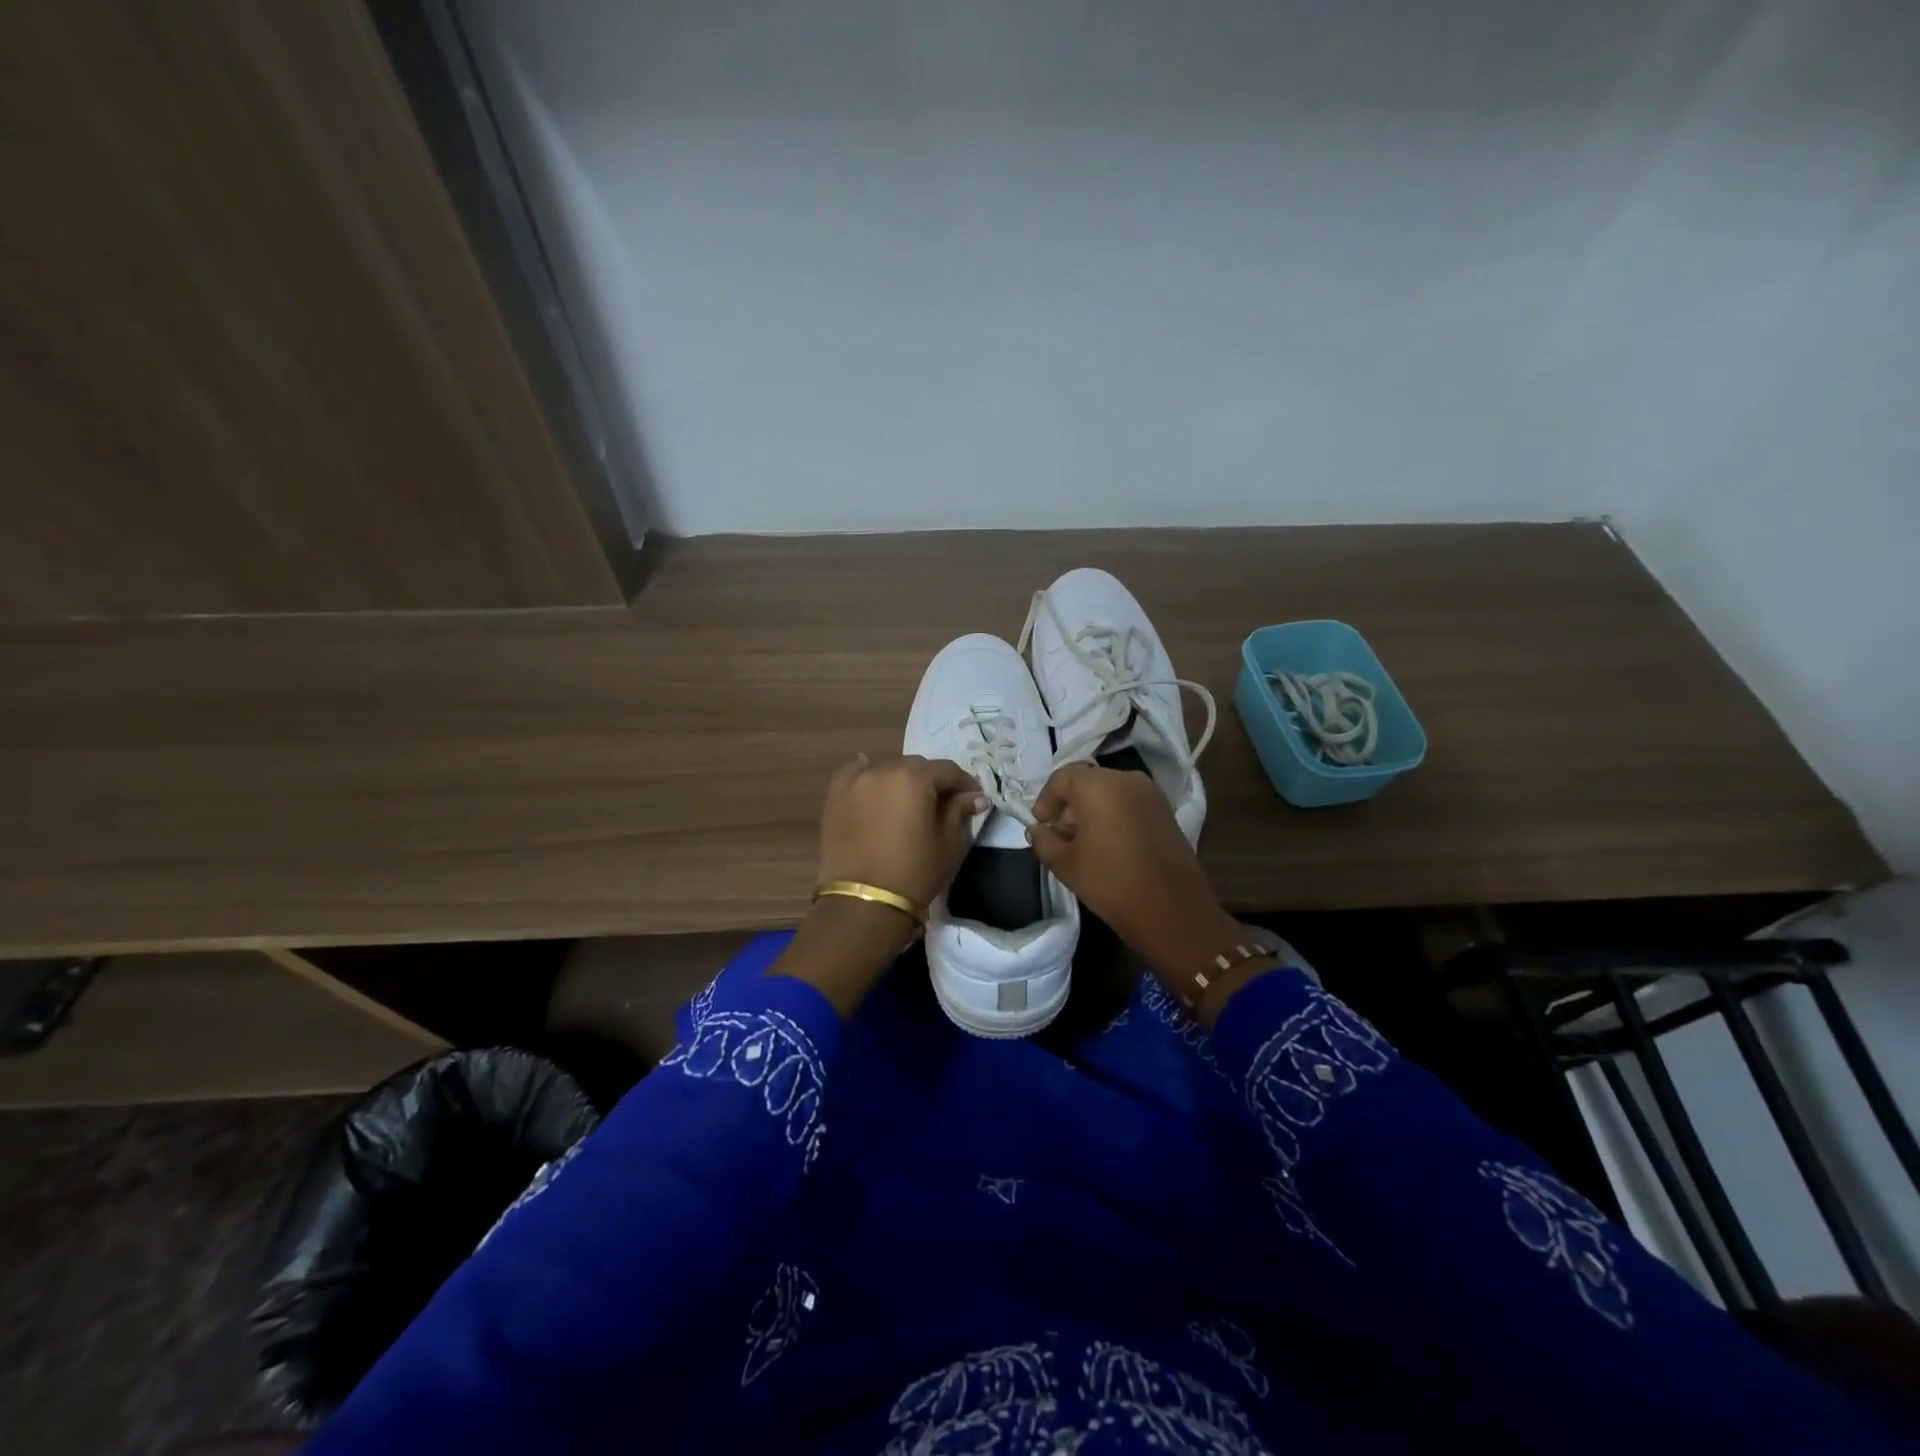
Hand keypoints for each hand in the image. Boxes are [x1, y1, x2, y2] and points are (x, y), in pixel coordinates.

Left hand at [775, 755, 988, 1018]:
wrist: (862, 905)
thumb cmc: (914, 875)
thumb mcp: (949, 845)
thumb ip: (960, 812)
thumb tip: (974, 796)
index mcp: (915, 779)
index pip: (948, 770)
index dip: (965, 783)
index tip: (974, 799)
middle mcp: (883, 770)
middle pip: (917, 766)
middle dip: (933, 781)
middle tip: (944, 803)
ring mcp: (855, 781)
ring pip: (887, 769)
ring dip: (902, 780)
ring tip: (909, 802)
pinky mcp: (835, 796)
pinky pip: (855, 774)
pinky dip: (868, 775)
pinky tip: (874, 783)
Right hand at [1026, 764, 1251, 1004]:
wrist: (1171, 909)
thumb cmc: (1110, 881)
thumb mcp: (1065, 864)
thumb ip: (1044, 841)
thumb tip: (1037, 830)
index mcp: (1098, 785)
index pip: (1062, 778)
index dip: (1046, 799)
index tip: (1040, 824)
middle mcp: (1126, 779)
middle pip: (1088, 782)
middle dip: (1070, 805)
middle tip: (1060, 835)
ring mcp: (1151, 794)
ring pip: (1111, 792)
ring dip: (1093, 810)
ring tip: (1084, 843)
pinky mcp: (1167, 811)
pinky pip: (1130, 803)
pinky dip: (1115, 815)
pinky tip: (1110, 845)